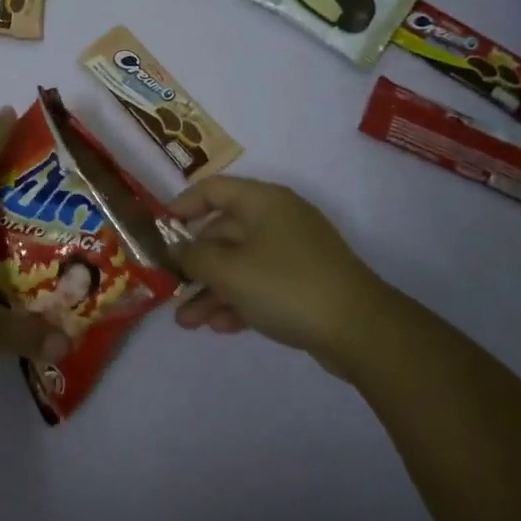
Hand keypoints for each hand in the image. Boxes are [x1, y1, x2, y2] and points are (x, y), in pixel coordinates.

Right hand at [166, 175, 388, 357]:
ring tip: (186, 323)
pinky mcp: (304, 284)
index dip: (182, 206)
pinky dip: (238, 301)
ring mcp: (293, 253)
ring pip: (239, 264)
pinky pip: (260, 285)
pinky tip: (218, 327)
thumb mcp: (230, 271)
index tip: (159, 230)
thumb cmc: (287, 286)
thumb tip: (176, 248)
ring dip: (211, 290)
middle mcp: (278, 220)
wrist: (361, 330)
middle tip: (169, 287)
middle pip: (223, 232)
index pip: (213, 189)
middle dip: (194, 264)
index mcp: (263, 202)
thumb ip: (194, 257)